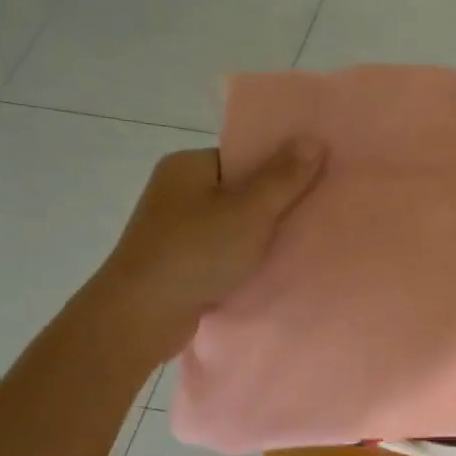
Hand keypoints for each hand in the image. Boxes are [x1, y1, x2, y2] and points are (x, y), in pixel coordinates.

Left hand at [81, 140, 324, 362]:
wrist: (141, 316)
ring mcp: (172, 229)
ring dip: (258, 237)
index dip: (278, 169)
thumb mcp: (251, 211)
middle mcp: (175, 191)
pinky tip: (266, 270)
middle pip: (238, 191)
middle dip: (272, 205)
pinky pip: (219, 252)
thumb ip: (285, 178)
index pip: (242, 158)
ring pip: (230, 225)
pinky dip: (241, 259)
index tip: (312, 185)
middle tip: (312, 217)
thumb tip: (314, 139)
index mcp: (187, 166)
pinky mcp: (175, 263)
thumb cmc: (197, 252)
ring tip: (296, 246)